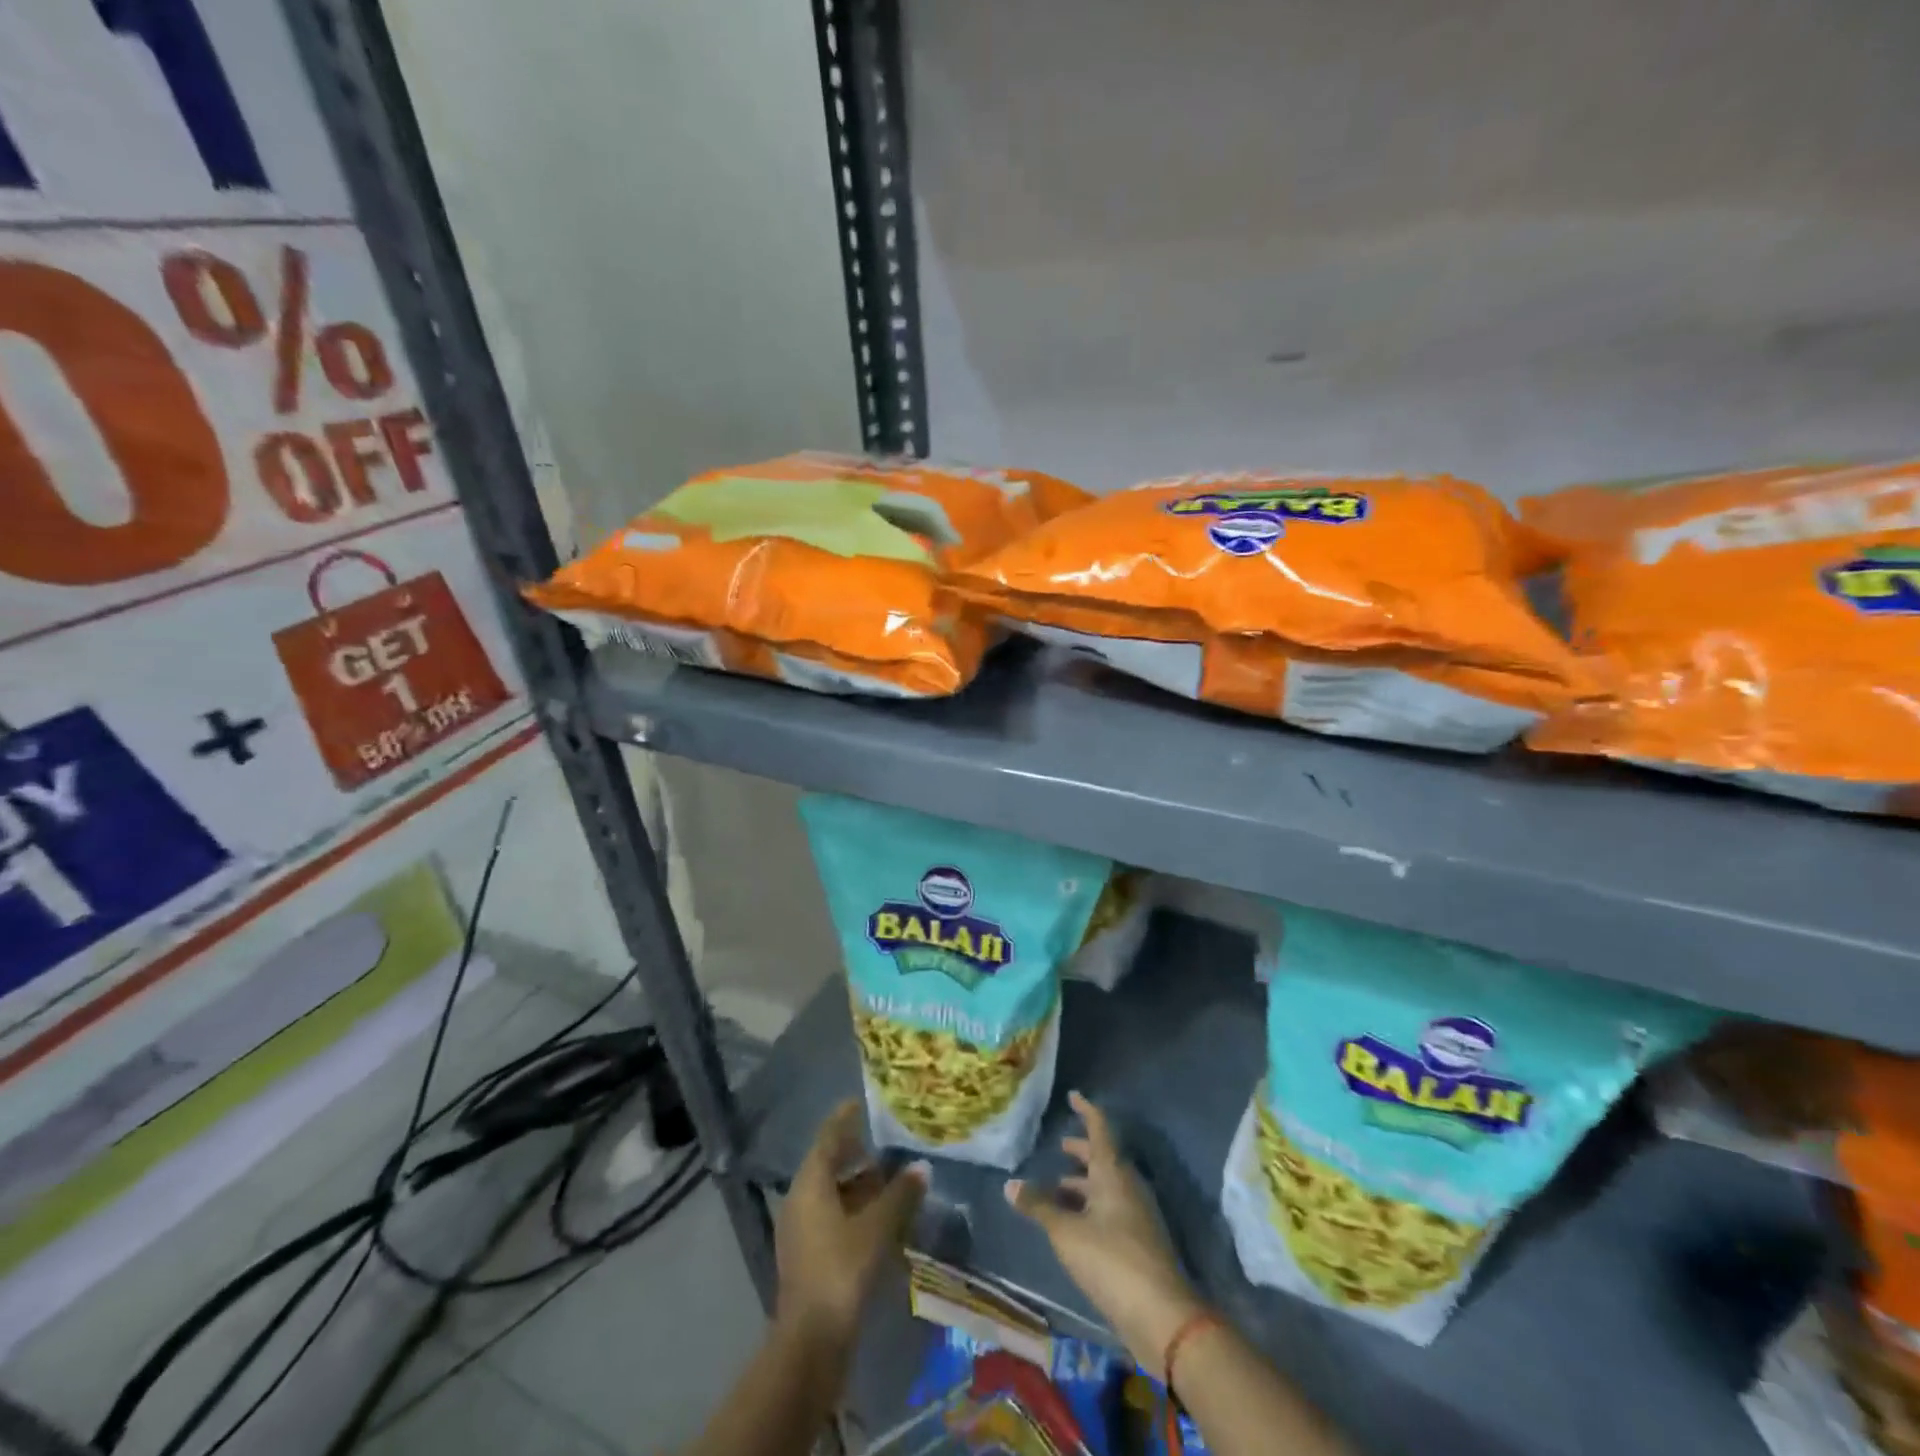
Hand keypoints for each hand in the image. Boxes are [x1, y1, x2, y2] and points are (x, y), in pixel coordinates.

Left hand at [775, 1100, 926, 1349]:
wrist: (811, 1342)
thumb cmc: (842, 1269)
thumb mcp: (878, 1227)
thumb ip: (900, 1194)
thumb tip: (920, 1166)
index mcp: (810, 1183)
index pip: (828, 1137)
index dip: (845, 1118)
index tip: (862, 1102)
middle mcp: (800, 1199)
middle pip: (828, 1164)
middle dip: (856, 1152)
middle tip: (886, 1141)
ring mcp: (801, 1230)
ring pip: (831, 1193)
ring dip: (858, 1184)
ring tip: (890, 1178)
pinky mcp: (808, 1255)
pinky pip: (832, 1217)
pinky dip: (854, 1209)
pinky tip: (879, 1217)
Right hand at [1006, 1091, 1204, 1378]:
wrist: (1162, 1316)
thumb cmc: (1111, 1260)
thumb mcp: (1066, 1232)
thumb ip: (1039, 1207)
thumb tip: (1010, 1185)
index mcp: (1114, 1173)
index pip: (1100, 1129)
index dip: (1086, 1111)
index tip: (1074, 1096)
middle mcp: (1128, 1186)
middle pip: (1104, 1159)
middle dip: (1082, 1152)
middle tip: (1060, 1147)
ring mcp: (1137, 1215)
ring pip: (1107, 1187)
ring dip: (1083, 1184)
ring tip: (1057, 1188)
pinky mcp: (1139, 1242)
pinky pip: (1111, 1210)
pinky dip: (1091, 1207)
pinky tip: (1072, 1223)